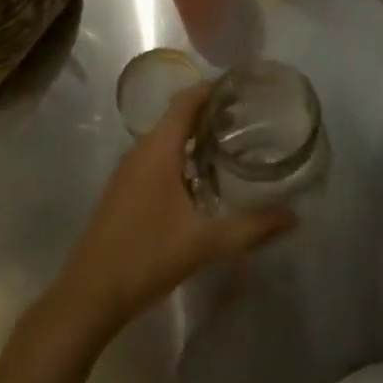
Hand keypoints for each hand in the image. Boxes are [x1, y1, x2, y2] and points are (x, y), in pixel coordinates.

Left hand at [56, 82, 295, 334]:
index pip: (187, 101)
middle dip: (210, 112)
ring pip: (166, 138)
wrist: (89, 294)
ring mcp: (128, 171)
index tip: (243, 87)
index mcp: (158, 150)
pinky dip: (182, 154)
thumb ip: (251, 228)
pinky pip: (157, 156)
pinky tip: (201, 179)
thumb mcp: (205, 243)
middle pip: (177, 116)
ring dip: (195, 135)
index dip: (213, 89)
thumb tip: (293, 218)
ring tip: (230, 143)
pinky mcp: (124, 190)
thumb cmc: (146, 256)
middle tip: (247, 117)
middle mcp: (141, 150)